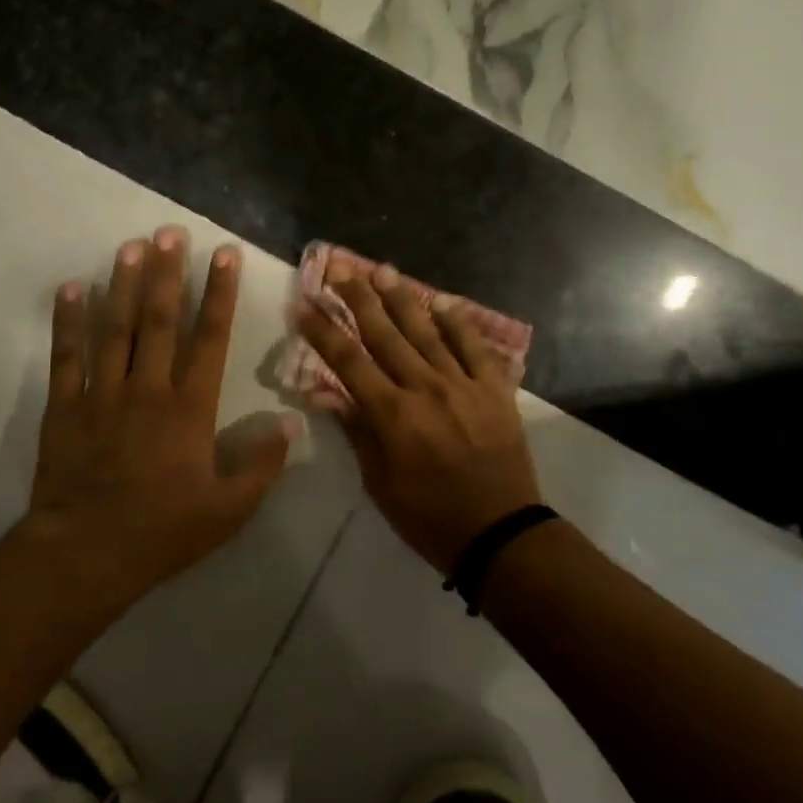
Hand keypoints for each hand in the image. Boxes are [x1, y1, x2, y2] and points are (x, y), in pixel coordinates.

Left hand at [14, 226, 297, 605]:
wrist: (87, 552)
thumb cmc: (164, 530)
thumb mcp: (229, 508)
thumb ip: (261, 464)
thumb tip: (289, 423)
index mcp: (190, 408)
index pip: (210, 338)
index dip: (221, 294)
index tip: (225, 255)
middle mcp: (147, 388)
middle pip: (160, 319)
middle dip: (169, 273)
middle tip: (172, 231)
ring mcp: (102, 393)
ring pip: (115, 327)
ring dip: (124, 284)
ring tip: (132, 245)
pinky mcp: (65, 406)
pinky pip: (67, 355)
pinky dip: (68, 320)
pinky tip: (72, 288)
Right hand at [295, 262, 542, 572]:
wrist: (499, 533)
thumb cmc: (429, 517)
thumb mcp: (380, 483)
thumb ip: (357, 432)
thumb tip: (325, 394)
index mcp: (393, 416)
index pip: (349, 362)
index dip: (323, 332)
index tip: (304, 305)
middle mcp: (426, 389)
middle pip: (386, 335)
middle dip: (359, 299)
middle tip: (340, 269)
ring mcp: (464, 386)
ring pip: (428, 332)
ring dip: (403, 299)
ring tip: (383, 270)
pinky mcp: (495, 391)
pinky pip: (476, 348)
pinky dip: (460, 323)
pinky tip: (444, 302)